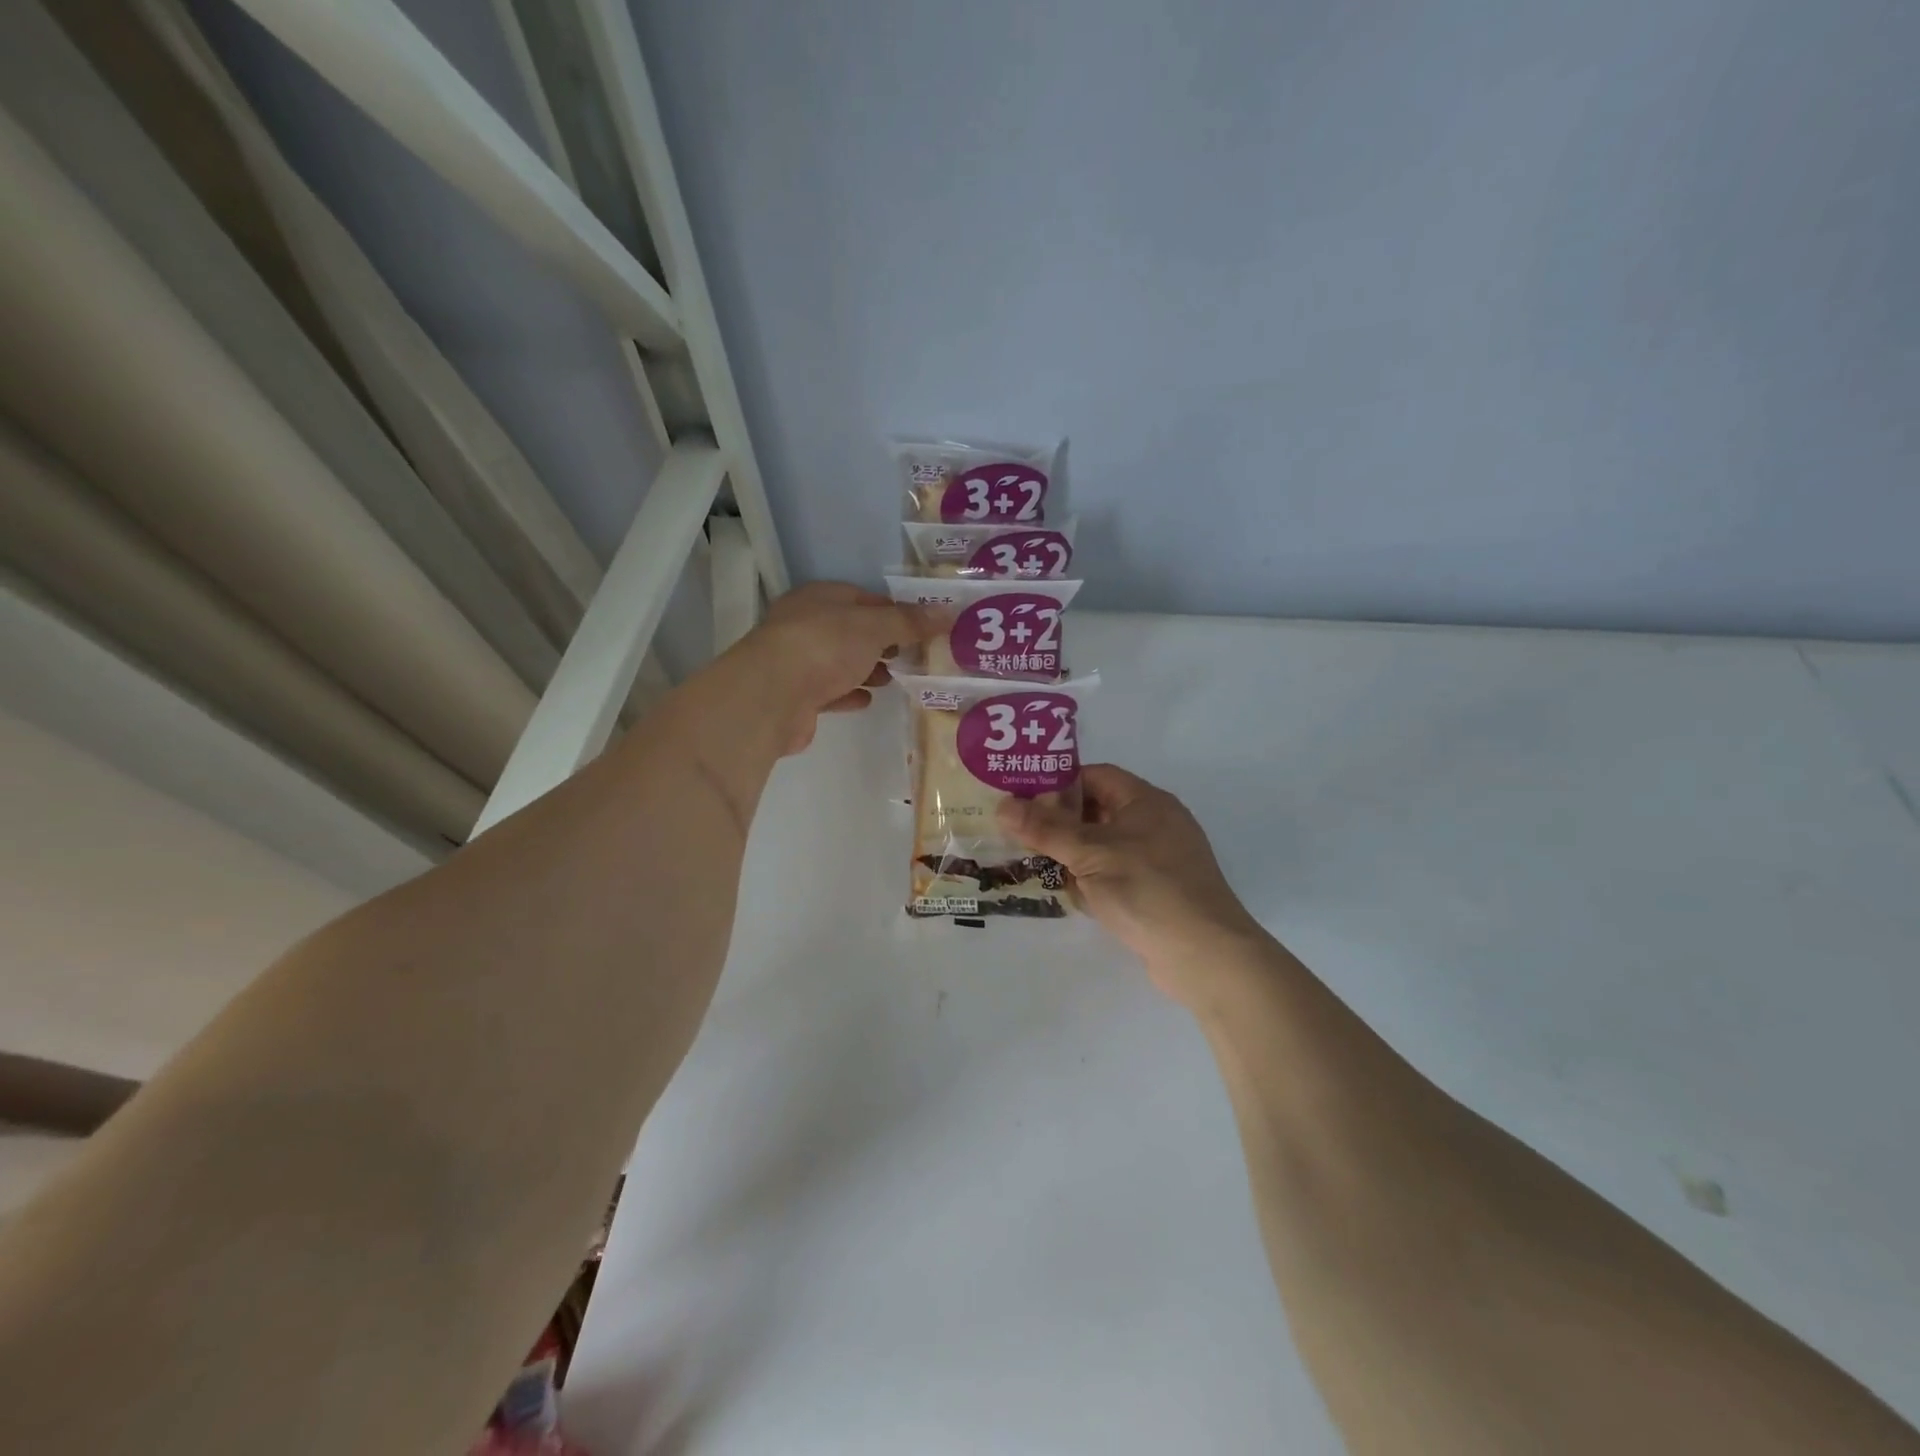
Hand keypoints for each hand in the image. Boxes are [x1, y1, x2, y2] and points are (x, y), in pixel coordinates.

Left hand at [724, 582, 943, 753]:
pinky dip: (849, 693)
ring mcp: (799, 661)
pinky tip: (868, 700)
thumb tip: (949, 611)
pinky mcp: (797, 697)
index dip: (894, 611)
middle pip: (852, 631)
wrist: (772, 696)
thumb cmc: (825, 646)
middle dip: (882, 643)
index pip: (864, 598)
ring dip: (866, 669)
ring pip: (840, 662)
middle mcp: (806, 625)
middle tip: (914, 655)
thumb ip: (910, 622)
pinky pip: (830, 691)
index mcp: (821, 598)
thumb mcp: (875, 627)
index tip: (922, 627)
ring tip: (894, 679)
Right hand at [998, 765, 1266, 999]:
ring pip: (1102, 847)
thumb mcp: (1089, 854)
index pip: (1094, 776)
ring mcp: (1157, 860)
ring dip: (1071, 856)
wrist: (1205, 955)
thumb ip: (1045, 829)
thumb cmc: (1147, 889)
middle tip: (1017, 834)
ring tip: (1031, 865)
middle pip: (1096, 811)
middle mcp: (1154, 823)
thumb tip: (1002, 805)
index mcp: (1145, 801)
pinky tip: (1068, 896)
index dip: (1057, 784)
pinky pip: (1114, 875)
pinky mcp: (1156, 892)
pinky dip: (1091, 881)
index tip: (1021, 799)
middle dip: (1058, 823)